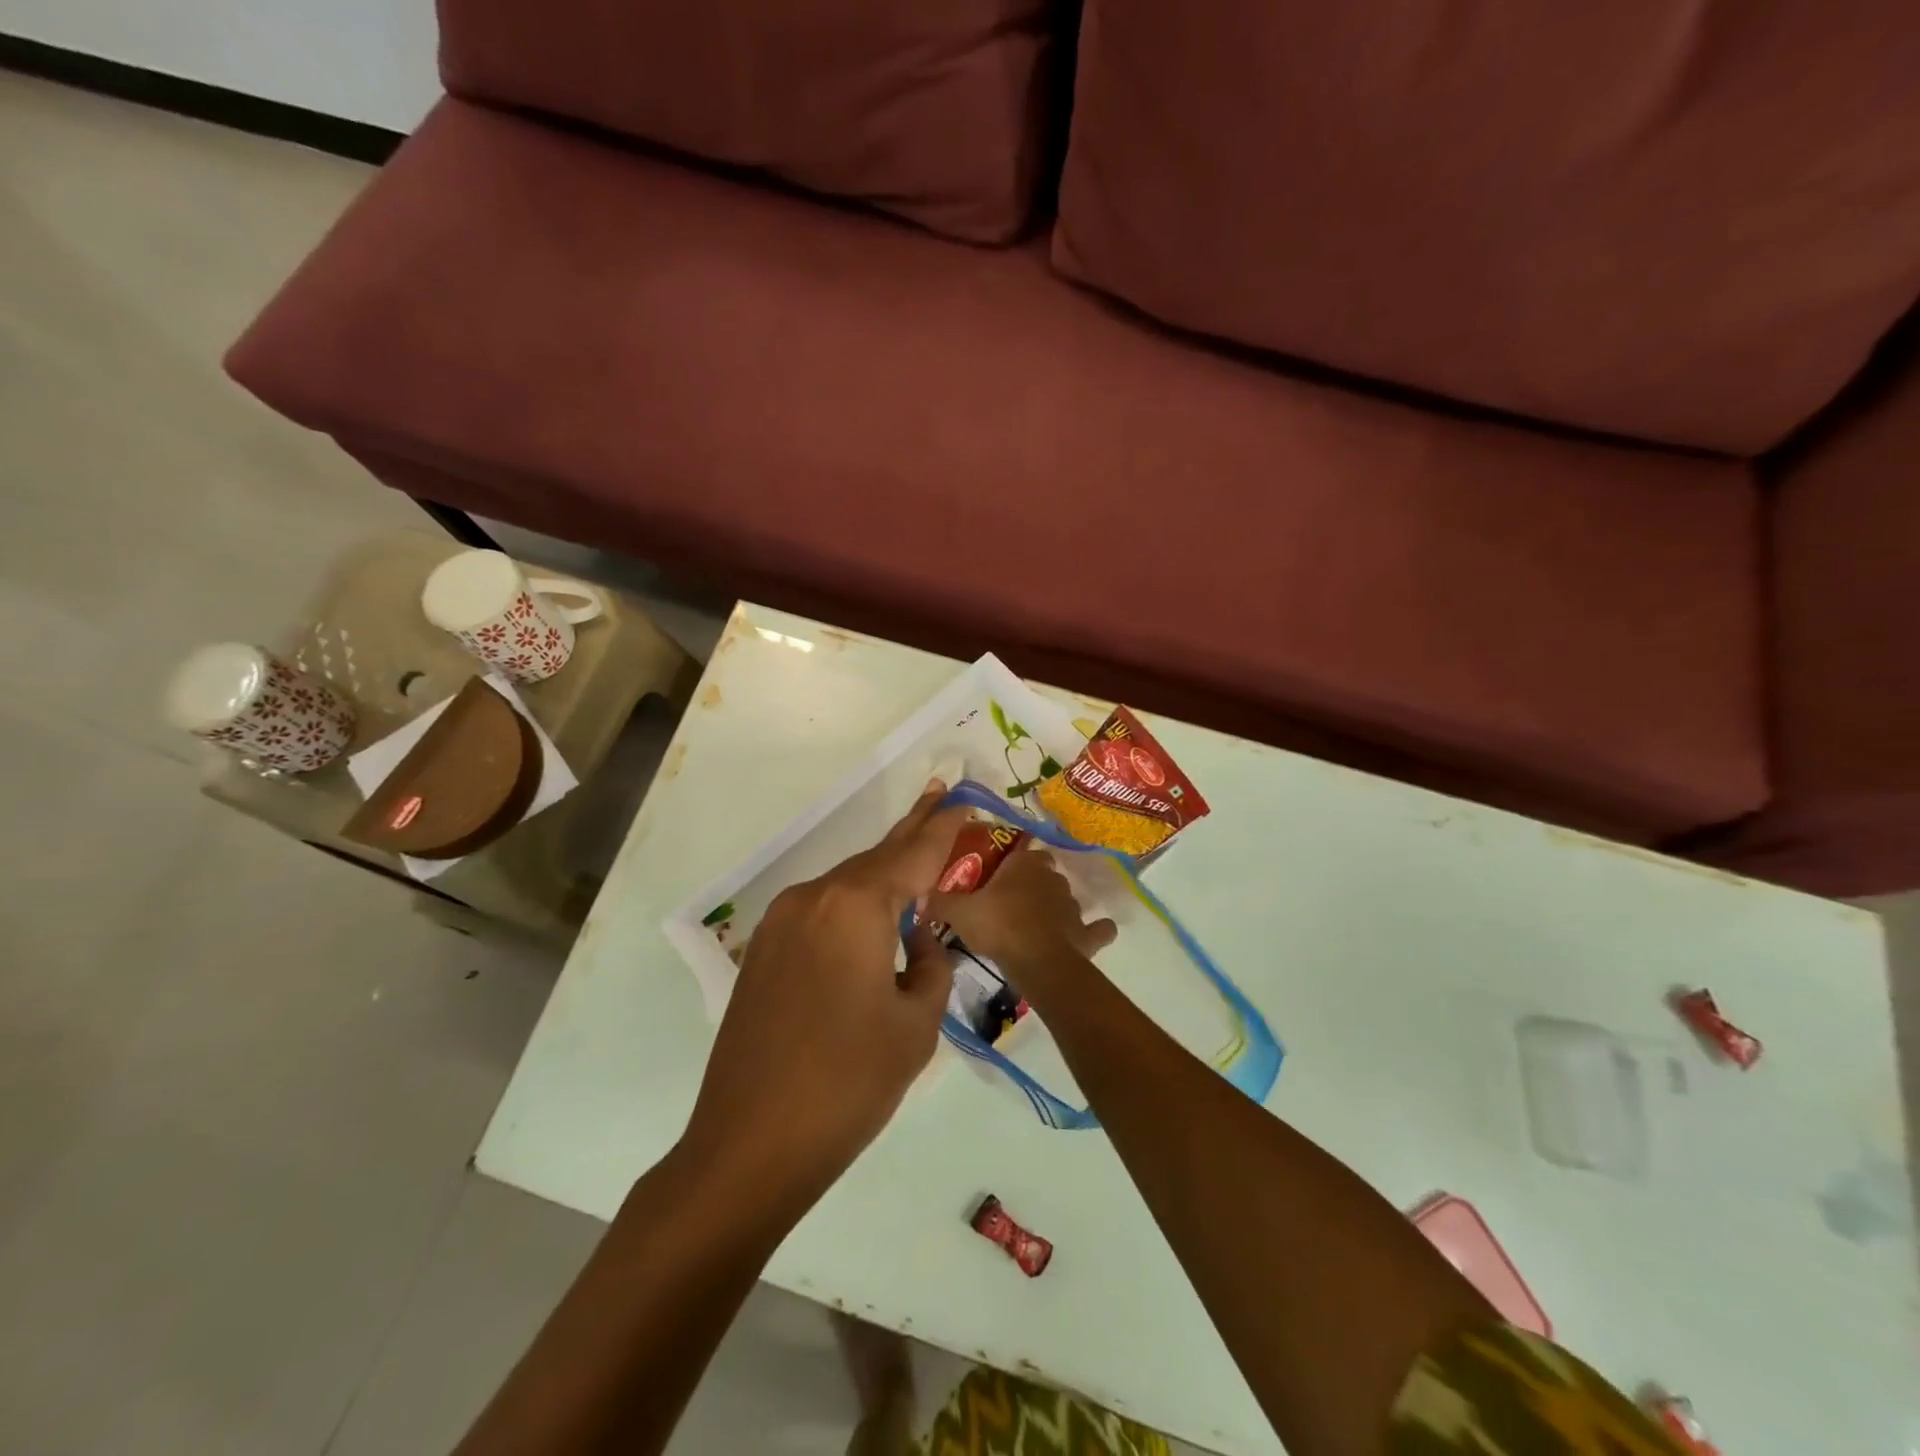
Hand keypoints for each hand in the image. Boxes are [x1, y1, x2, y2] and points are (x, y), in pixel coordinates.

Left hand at [682, 781, 970, 1204]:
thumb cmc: (848, 1085)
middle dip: (912, 832)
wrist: (748, 1145)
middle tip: (940, 797)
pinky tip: (874, 916)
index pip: (913, 853)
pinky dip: (854, 903)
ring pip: (846, 884)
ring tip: (917, 858)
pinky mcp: (764, 949)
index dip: (943, 827)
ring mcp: (781, 922)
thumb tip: (919, 939)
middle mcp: (813, 898)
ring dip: (883, 873)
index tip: (963, 798)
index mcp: (855, 906)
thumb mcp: (915, 1025)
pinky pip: (821, 910)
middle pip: (875, 857)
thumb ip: (930, 965)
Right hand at [926, 845, 1115, 974]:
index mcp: (1024, 864)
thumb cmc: (997, 926)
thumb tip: (917, 897)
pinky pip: (1097, 929)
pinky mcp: (1086, 933)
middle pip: (1044, 872)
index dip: (1012, 860)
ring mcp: (1072, 905)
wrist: (1036, 961)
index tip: (998, 872)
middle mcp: (1052, 878)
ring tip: (1037, 924)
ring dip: (1056, 907)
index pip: (1022, 850)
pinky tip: (1091, 934)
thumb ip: (939, 902)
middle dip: (1033, 882)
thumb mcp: (959, 912)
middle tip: (1011, 900)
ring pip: (1066, 898)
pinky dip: (1095, 930)